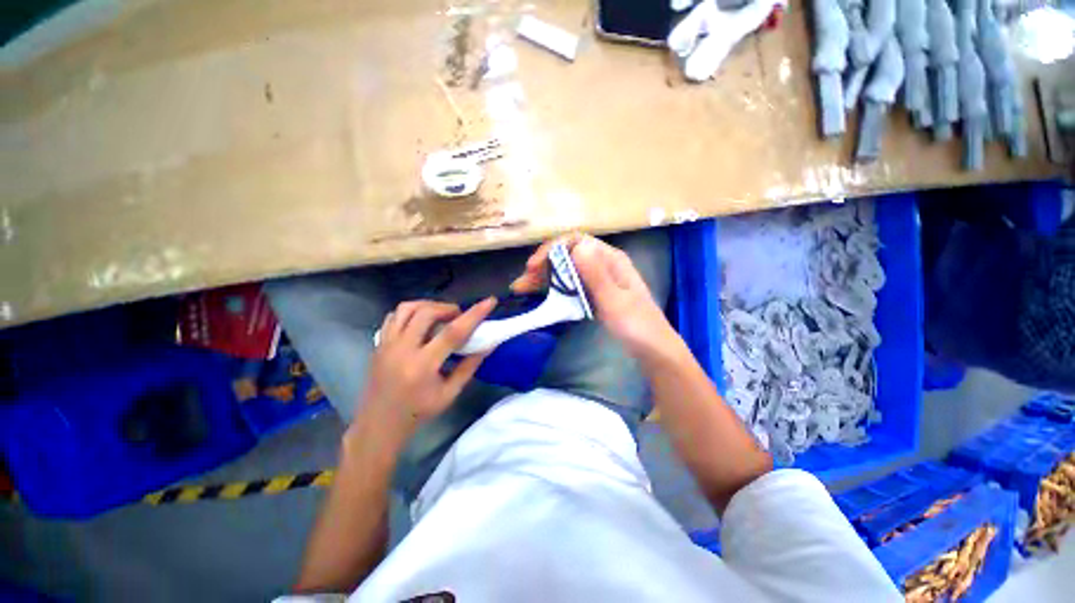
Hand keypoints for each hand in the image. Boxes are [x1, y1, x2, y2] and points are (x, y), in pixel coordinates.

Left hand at [356, 298, 496, 439]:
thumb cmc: (418, 412)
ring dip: (428, 305)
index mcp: (423, 365)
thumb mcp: (450, 393)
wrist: (379, 424)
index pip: (453, 332)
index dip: (474, 315)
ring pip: (407, 308)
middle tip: (458, 316)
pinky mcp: (379, 343)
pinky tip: (420, 322)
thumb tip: (489, 345)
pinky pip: (394, 316)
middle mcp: (402, 350)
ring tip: (440, 315)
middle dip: (448, 308)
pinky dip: (410, 312)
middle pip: (427, 312)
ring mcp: (387, 344)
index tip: (489, 302)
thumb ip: (469, 366)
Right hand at [512, 234, 678, 360]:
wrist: (653, 349)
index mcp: (610, 259)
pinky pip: (572, 285)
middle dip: (543, 265)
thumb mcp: (614, 300)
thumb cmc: (636, 325)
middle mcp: (604, 264)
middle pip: (568, 256)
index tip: (532, 266)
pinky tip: (542, 295)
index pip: (575, 241)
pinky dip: (556, 288)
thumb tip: (577, 245)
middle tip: (522, 282)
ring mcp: (600, 279)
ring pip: (568, 271)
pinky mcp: (596, 294)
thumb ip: (596, 274)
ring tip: (523, 288)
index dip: (551, 249)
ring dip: (545, 277)